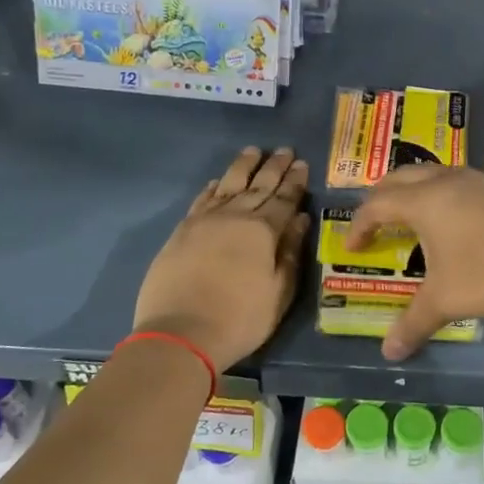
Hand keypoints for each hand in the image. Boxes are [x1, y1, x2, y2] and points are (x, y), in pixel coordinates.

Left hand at [133, 147, 310, 371]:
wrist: (181, 333)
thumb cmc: (241, 318)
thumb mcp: (279, 292)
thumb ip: (290, 252)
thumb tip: (300, 219)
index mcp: (263, 231)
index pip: (284, 199)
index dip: (295, 181)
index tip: (302, 164)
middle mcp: (235, 217)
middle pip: (258, 186)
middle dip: (274, 167)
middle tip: (285, 150)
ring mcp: (204, 221)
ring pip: (228, 185)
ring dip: (243, 167)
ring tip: (253, 151)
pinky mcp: (182, 231)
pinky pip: (202, 200)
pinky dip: (213, 187)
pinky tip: (219, 181)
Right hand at [346, 166, 483, 359]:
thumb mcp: (446, 300)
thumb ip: (412, 323)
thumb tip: (389, 353)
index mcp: (425, 201)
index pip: (378, 204)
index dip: (359, 225)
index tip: (352, 249)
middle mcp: (447, 181)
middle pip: (401, 178)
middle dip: (381, 198)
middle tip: (374, 224)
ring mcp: (477, 181)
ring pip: (432, 174)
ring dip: (413, 191)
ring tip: (408, 220)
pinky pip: (457, 183)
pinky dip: (440, 194)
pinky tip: (450, 222)